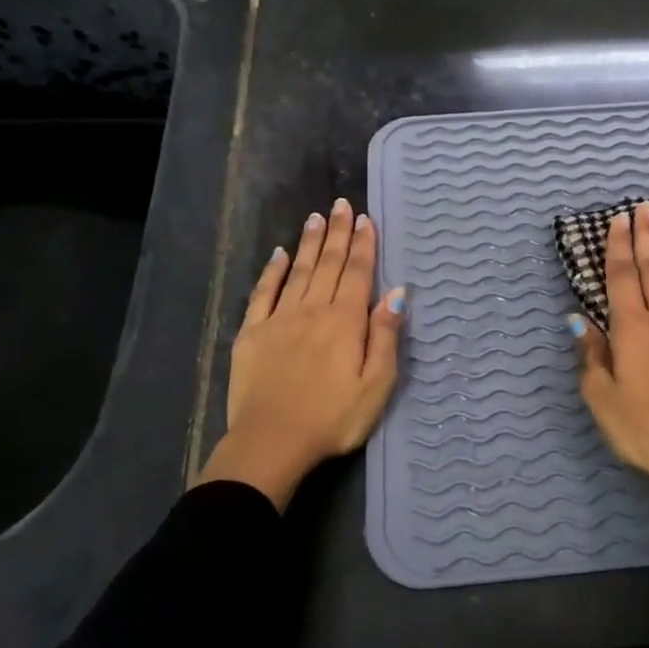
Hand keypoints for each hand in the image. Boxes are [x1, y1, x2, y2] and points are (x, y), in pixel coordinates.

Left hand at [197, 198, 403, 508]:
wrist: (272, 442)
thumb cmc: (333, 418)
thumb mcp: (376, 384)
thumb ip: (385, 336)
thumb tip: (396, 293)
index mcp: (345, 321)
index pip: (358, 273)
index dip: (363, 245)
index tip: (365, 219)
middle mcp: (313, 310)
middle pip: (329, 264)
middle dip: (337, 233)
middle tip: (341, 205)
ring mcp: (279, 319)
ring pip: (298, 271)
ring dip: (309, 243)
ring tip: (316, 218)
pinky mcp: (252, 333)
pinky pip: (263, 293)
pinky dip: (272, 271)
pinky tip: (279, 254)